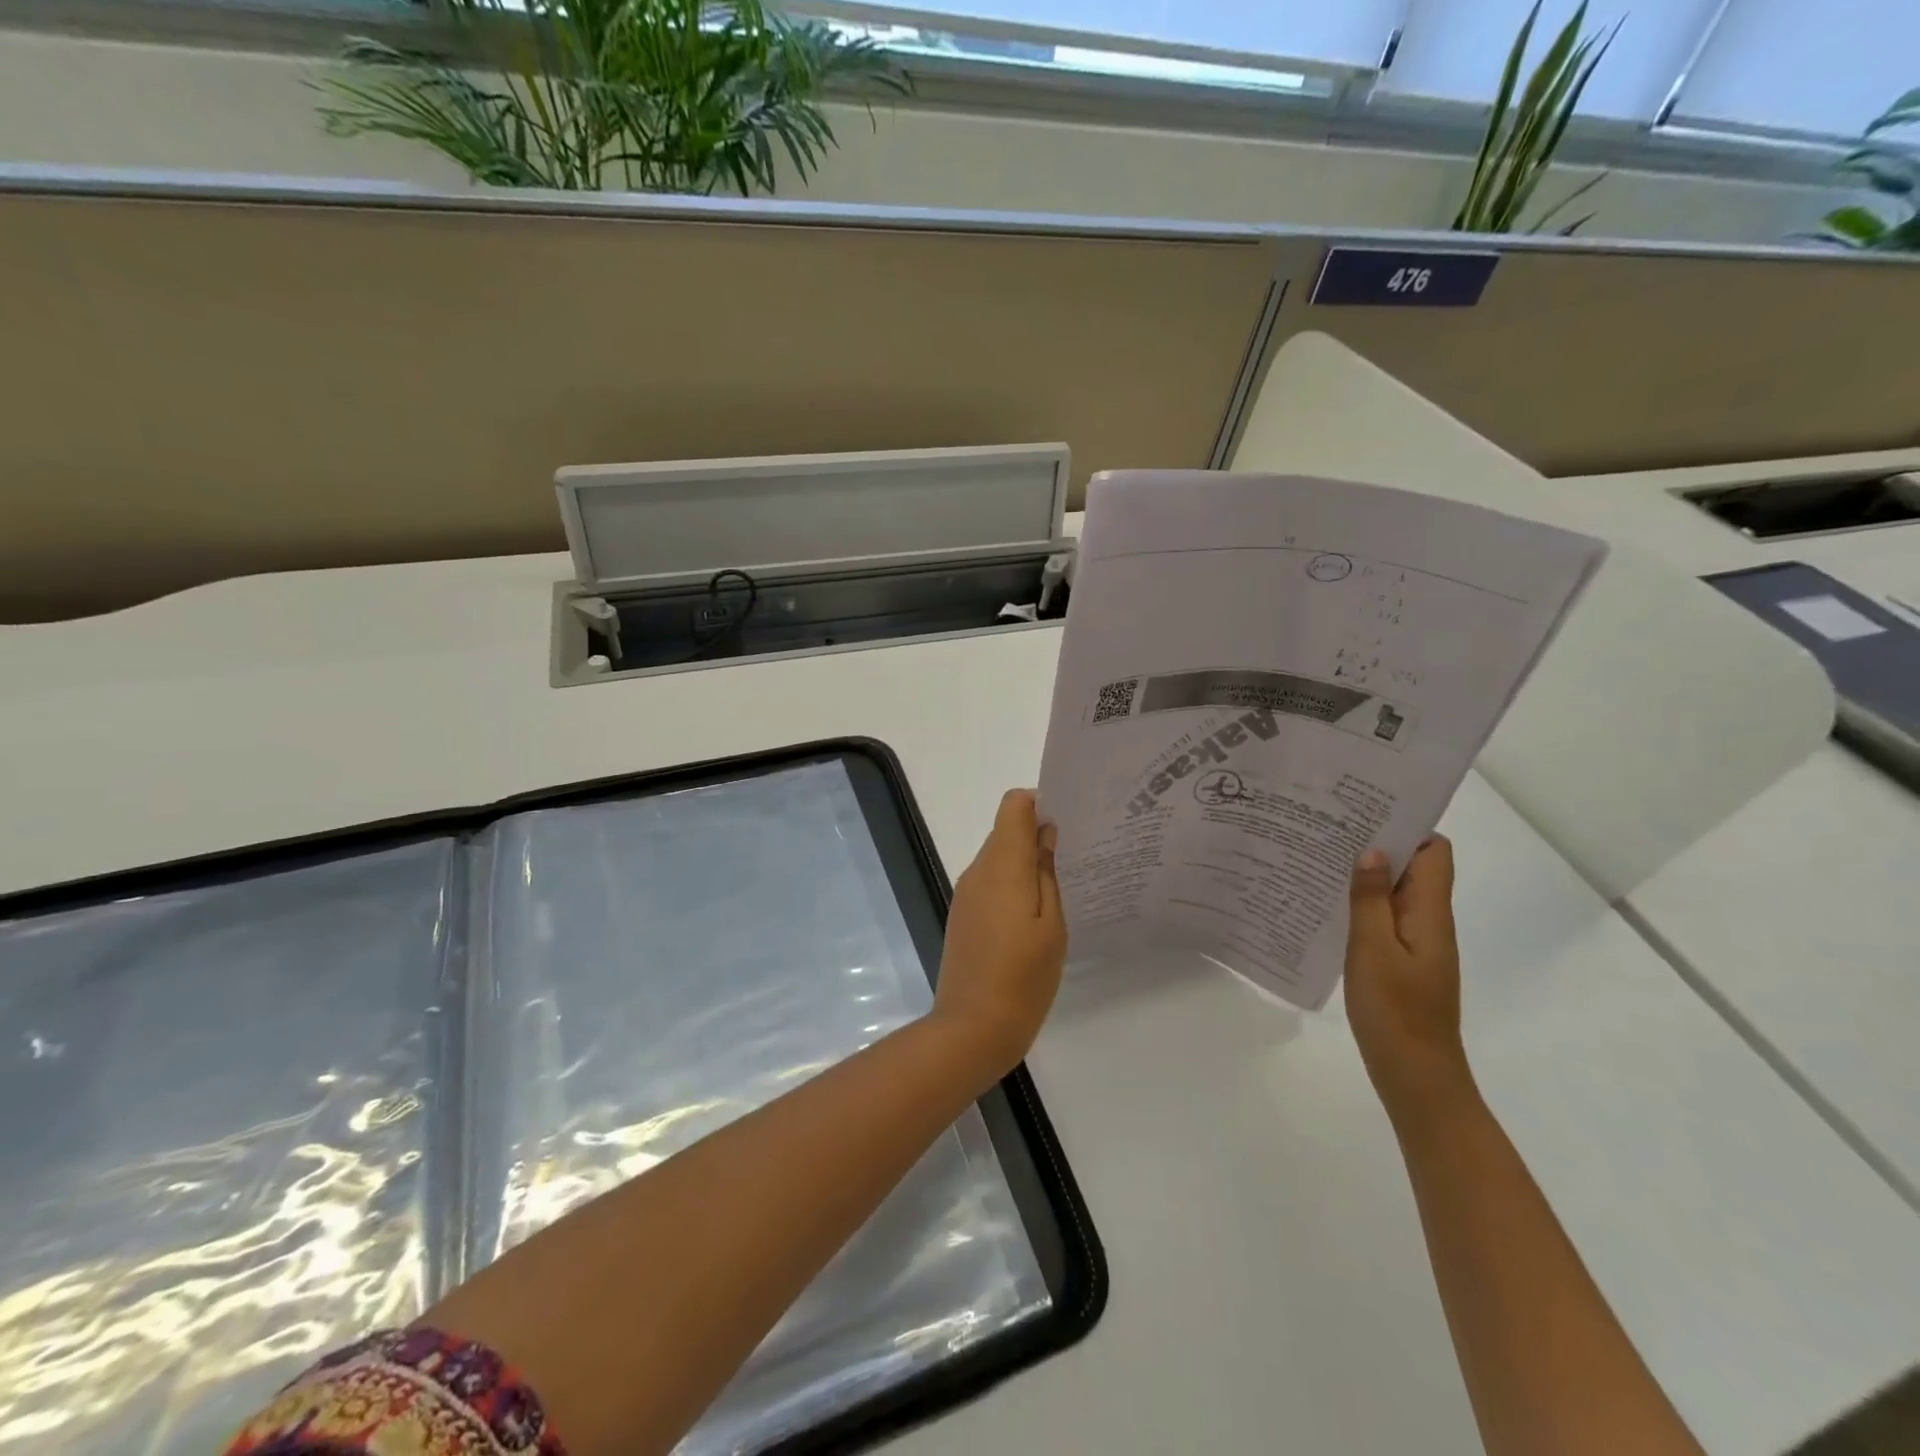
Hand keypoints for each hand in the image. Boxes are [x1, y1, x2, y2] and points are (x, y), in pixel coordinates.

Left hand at [930, 789, 1067, 1081]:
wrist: (971, 1030)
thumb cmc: (1023, 978)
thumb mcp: (1052, 926)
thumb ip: (1048, 874)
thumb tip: (1045, 834)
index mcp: (1001, 866)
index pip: (1013, 805)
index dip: (1041, 804)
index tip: (1069, 825)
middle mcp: (977, 871)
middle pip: (1006, 831)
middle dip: (1038, 836)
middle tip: (1077, 860)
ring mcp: (966, 894)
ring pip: (999, 858)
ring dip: (1026, 864)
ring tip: (1062, 892)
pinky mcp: (963, 916)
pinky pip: (990, 884)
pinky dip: (1013, 887)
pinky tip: (1035, 918)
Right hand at [1344, 836, 1471, 1120]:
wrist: (1416, 1075)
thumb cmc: (1395, 1011)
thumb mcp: (1373, 950)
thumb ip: (1370, 900)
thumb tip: (1372, 849)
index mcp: (1429, 913)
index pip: (1434, 853)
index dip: (1407, 826)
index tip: (1365, 810)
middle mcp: (1428, 921)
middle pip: (1413, 867)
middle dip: (1377, 843)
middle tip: (1329, 827)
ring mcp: (1416, 943)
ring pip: (1394, 892)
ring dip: (1365, 874)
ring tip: (1320, 857)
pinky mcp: (1401, 961)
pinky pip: (1384, 918)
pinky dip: (1361, 904)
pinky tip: (1327, 904)